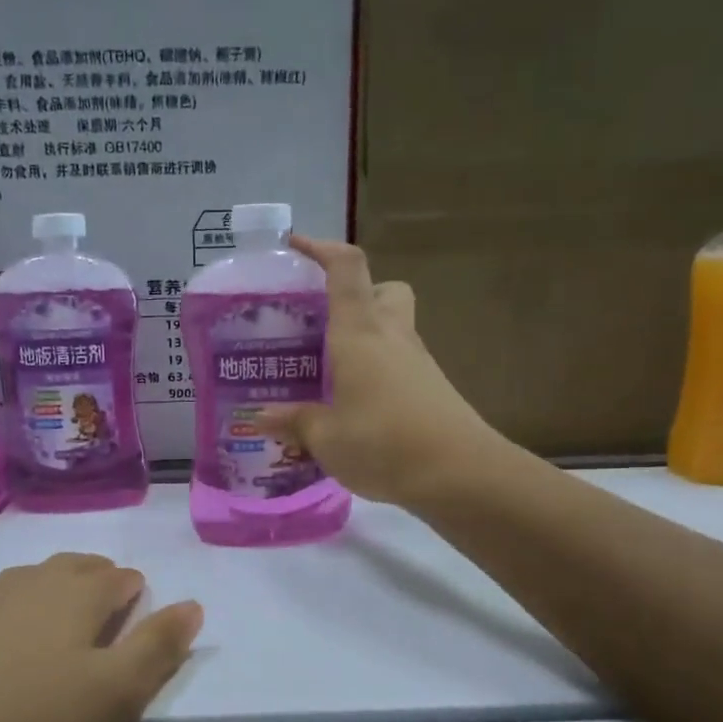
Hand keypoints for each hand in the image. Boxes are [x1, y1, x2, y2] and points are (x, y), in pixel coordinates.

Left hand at [0, 554, 202, 721]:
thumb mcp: (116, 696)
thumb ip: (159, 646)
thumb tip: (192, 604)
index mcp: (74, 595)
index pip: (117, 576)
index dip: (134, 592)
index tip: (137, 611)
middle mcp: (22, 586)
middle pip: (68, 569)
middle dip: (91, 582)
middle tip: (99, 611)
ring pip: (18, 588)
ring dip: (39, 600)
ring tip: (46, 632)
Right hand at [256, 236, 499, 505]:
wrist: (460, 473)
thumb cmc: (383, 443)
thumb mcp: (326, 438)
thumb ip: (295, 422)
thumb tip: (262, 416)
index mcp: (359, 333)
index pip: (346, 268)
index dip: (321, 249)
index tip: (295, 248)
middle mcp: (392, 336)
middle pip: (382, 290)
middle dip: (354, 296)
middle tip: (323, 325)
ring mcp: (418, 362)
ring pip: (394, 328)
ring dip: (366, 338)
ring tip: (332, 374)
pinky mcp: (433, 389)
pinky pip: (401, 364)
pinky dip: (379, 372)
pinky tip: (359, 407)